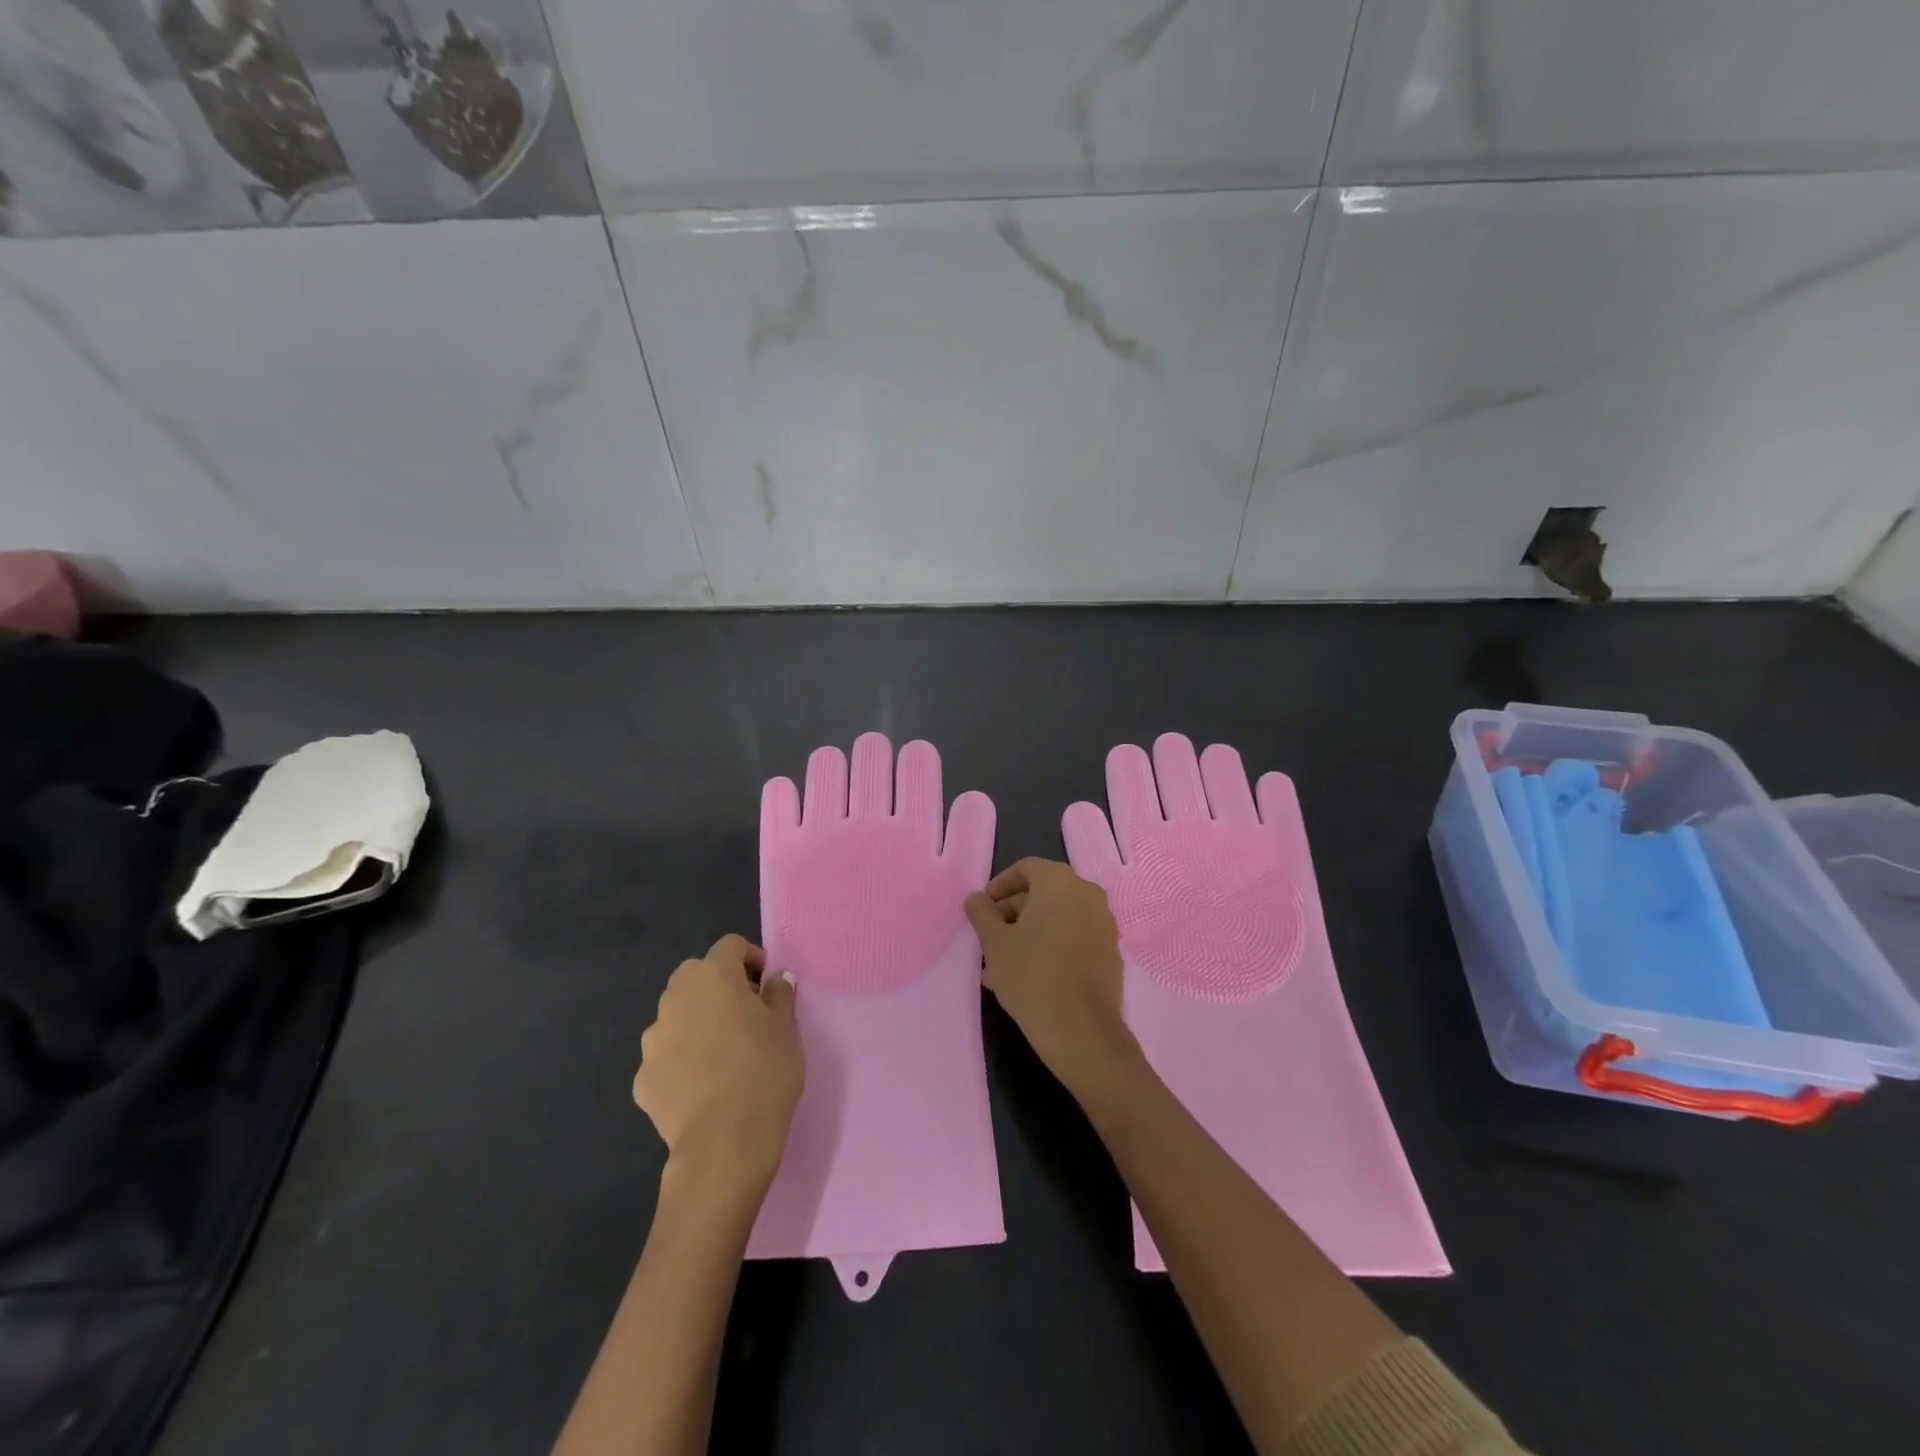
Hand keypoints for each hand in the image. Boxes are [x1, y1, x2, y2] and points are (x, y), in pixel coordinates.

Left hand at [634, 934, 803, 1198]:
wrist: (724, 1143)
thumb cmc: (764, 1072)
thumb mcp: (788, 1027)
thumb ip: (780, 994)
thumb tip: (774, 980)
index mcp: (714, 977)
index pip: (730, 945)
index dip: (750, 958)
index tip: (766, 984)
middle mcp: (676, 998)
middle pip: (696, 975)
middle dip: (719, 986)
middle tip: (745, 1014)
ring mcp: (653, 1039)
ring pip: (677, 1015)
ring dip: (697, 1021)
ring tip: (722, 1053)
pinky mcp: (642, 1078)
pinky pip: (666, 1055)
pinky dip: (681, 1060)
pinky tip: (702, 1086)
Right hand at [965, 858, 1138, 1097]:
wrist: (1082, 1031)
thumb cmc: (1032, 976)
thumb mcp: (995, 943)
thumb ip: (982, 913)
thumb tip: (976, 898)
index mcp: (1061, 882)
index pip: (1026, 869)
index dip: (1000, 886)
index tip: (982, 909)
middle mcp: (1088, 894)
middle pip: (1043, 893)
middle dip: (1013, 913)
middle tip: (989, 939)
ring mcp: (1104, 924)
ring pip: (1057, 919)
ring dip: (1029, 934)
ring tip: (1001, 965)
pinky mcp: (1110, 952)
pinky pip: (1074, 938)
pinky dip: (1051, 947)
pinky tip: (1029, 976)